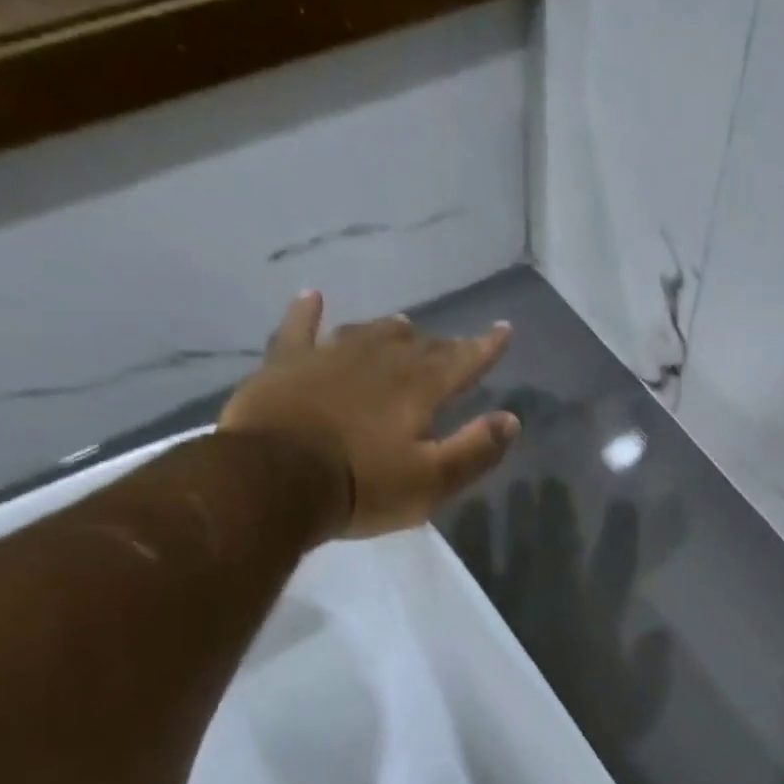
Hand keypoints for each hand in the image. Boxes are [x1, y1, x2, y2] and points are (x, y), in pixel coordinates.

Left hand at [220, 292, 519, 540]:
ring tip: (404, 325)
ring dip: (389, 331)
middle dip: (442, 345)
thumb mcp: (431, 481)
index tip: (503, 329)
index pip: (461, 361)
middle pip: (418, 347)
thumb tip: (511, 419)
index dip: (485, 347)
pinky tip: (313, 297)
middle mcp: (378, 362)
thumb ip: (475, 450)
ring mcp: (328, 358)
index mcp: (417, 389)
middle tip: (454, 344)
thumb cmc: (361, 486)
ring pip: (367, 334)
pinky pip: (298, 329)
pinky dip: (307, 312)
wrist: (273, 481)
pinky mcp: (285, 365)